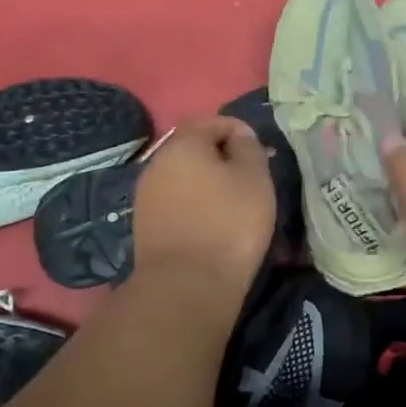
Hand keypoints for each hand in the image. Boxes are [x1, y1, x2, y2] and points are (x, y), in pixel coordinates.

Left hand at [132, 116, 276, 298]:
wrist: (187, 285)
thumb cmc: (230, 224)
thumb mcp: (255, 178)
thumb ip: (248, 147)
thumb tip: (238, 135)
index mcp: (183, 144)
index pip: (212, 121)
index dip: (239, 132)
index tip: (260, 156)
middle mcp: (157, 163)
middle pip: (194, 149)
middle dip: (221, 158)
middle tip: (250, 181)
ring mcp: (146, 195)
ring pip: (183, 177)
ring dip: (207, 184)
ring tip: (233, 206)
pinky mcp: (145, 224)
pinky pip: (176, 203)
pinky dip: (194, 206)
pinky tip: (211, 226)